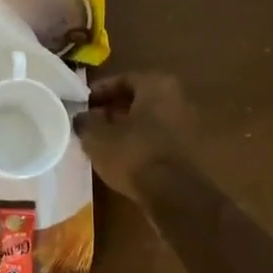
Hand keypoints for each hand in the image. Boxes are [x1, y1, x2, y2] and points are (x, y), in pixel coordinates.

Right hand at [75, 74, 195, 207]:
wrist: (173, 193)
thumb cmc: (133, 154)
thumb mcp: (97, 137)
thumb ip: (86, 122)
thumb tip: (82, 117)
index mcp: (157, 85)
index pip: (124, 79)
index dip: (100, 91)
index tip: (84, 104)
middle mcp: (178, 98)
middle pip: (140, 98)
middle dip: (114, 109)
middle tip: (92, 122)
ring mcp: (188, 124)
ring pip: (150, 119)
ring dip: (128, 126)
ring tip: (105, 141)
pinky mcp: (189, 149)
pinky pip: (159, 137)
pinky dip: (141, 142)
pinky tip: (124, 156)